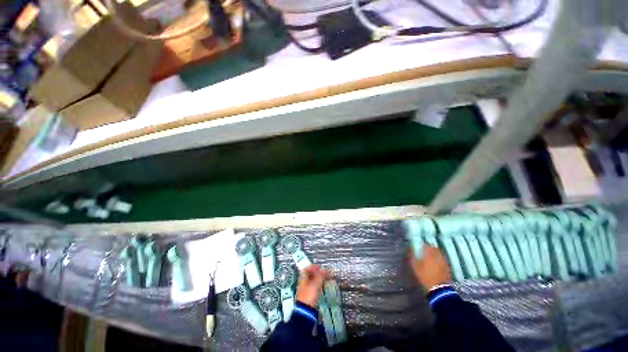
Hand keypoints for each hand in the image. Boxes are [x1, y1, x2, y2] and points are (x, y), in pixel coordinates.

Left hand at [296, 265, 330, 306]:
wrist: (305, 311)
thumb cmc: (309, 296)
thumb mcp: (316, 284)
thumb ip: (321, 276)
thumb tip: (325, 270)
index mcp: (303, 278)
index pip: (307, 268)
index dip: (314, 266)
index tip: (320, 267)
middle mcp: (303, 282)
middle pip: (310, 274)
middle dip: (318, 273)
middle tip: (324, 273)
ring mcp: (305, 289)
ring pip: (312, 281)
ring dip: (319, 279)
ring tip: (325, 279)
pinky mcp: (308, 295)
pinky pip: (314, 287)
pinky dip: (318, 285)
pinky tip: (322, 286)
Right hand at [409, 245, 451, 290]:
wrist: (438, 289)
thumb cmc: (425, 276)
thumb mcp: (415, 266)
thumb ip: (412, 256)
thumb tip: (411, 250)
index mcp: (429, 253)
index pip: (426, 245)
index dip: (421, 245)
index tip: (418, 247)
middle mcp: (438, 255)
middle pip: (434, 248)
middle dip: (429, 248)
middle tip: (424, 252)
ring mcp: (444, 261)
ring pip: (439, 253)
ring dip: (434, 253)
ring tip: (430, 258)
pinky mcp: (447, 267)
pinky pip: (442, 260)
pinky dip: (438, 260)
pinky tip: (435, 264)